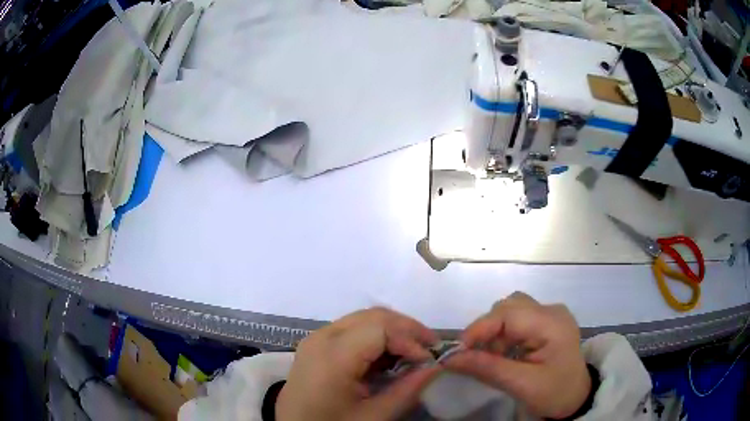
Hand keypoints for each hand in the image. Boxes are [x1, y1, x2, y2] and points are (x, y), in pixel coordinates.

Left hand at [276, 308, 440, 420]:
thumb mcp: (373, 417)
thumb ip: (407, 391)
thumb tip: (435, 367)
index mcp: (332, 355)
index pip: (381, 327)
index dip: (410, 339)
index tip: (430, 360)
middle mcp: (322, 337)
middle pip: (373, 316)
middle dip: (406, 329)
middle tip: (430, 348)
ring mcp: (316, 339)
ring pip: (363, 320)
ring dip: (392, 331)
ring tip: (414, 352)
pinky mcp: (316, 346)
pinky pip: (352, 330)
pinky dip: (376, 338)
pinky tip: (389, 357)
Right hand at [443, 292, 590, 418]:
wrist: (575, 398)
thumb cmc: (554, 393)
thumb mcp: (521, 385)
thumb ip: (487, 368)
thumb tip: (449, 359)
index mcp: (552, 324)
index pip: (509, 313)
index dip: (480, 328)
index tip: (458, 351)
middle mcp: (552, 311)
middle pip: (509, 307)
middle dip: (487, 330)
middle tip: (474, 356)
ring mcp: (550, 314)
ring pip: (510, 310)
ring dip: (494, 331)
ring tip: (491, 356)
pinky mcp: (546, 322)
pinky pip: (517, 319)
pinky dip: (503, 334)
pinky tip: (503, 353)